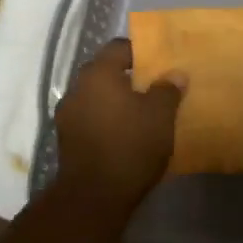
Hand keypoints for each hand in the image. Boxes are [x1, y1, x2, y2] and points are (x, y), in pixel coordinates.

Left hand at [54, 38, 184, 209]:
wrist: (94, 195)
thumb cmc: (131, 145)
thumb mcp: (160, 116)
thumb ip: (168, 90)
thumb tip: (175, 73)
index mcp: (98, 73)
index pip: (119, 47)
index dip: (141, 52)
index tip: (160, 63)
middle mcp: (77, 88)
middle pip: (105, 72)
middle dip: (128, 78)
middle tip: (154, 88)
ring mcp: (67, 114)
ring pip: (96, 97)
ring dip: (115, 101)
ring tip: (140, 113)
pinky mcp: (66, 139)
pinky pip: (90, 119)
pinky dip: (106, 120)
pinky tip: (124, 134)